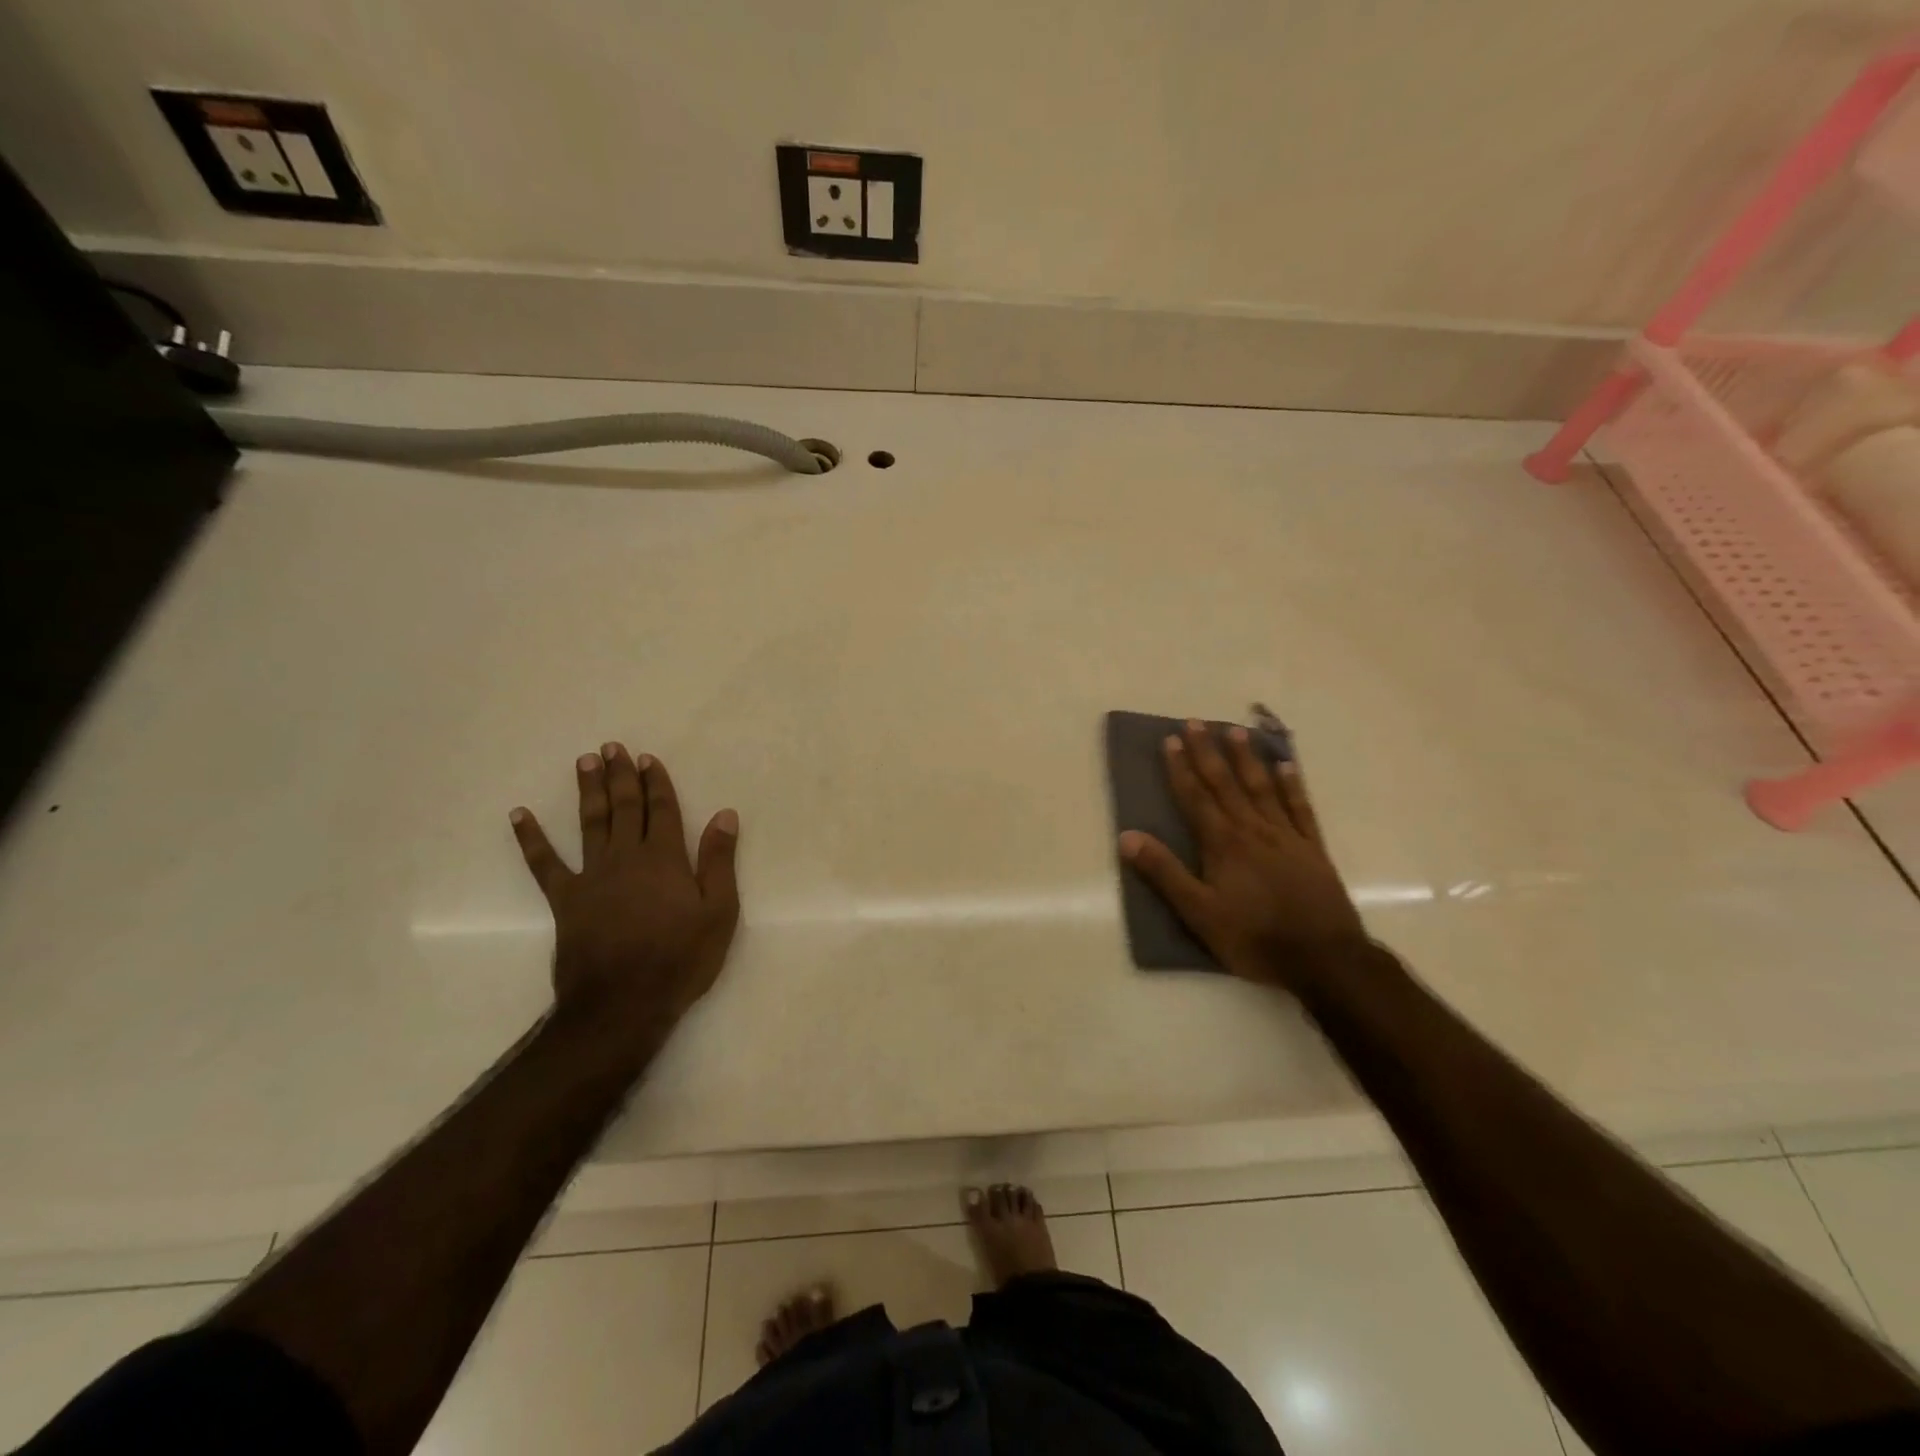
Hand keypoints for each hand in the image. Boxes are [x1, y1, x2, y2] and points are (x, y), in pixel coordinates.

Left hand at [510, 744, 740, 1053]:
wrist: (623, 1004)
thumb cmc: (680, 959)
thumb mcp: (719, 912)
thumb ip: (719, 861)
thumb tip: (724, 815)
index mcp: (665, 859)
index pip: (662, 810)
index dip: (656, 782)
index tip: (648, 758)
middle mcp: (626, 858)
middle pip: (624, 808)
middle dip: (620, 776)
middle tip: (612, 747)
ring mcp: (592, 877)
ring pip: (590, 823)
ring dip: (588, 791)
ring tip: (584, 762)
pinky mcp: (565, 900)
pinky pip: (544, 864)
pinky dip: (531, 838)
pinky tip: (519, 815)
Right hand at [1119, 721, 1367, 993]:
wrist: (1324, 960)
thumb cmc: (1254, 938)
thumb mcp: (1199, 913)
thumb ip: (1164, 873)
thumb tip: (1127, 837)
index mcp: (1223, 844)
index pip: (1196, 797)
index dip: (1181, 768)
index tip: (1170, 740)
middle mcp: (1253, 830)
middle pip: (1226, 784)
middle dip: (1208, 752)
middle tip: (1195, 722)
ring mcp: (1287, 836)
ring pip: (1262, 788)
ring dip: (1247, 758)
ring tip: (1235, 731)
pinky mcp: (1313, 849)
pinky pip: (1301, 808)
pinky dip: (1292, 785)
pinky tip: (1287, 766)